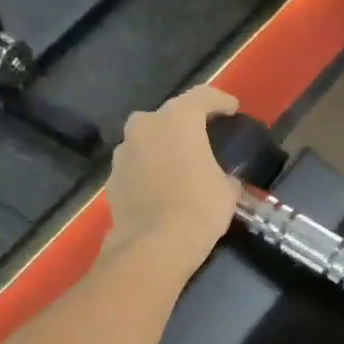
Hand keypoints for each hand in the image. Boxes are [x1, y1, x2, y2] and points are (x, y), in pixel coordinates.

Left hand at [104, 85, 241, 273]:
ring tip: (178, 168)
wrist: (154, 246)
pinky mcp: (111, 179)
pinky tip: (159, 190)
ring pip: (147, 142)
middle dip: (185, 126)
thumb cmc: (199, 209)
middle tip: (201, 140)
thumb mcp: (227, 191)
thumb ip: (225, 175)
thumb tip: (224, 180)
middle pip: (168, 117)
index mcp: (177, 119)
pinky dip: (148, 173)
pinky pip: (135, 167)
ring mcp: (122, 152)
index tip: (232, 109)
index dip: (220, 101)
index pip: (203, 97)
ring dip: (162, 149)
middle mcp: (144, 126)